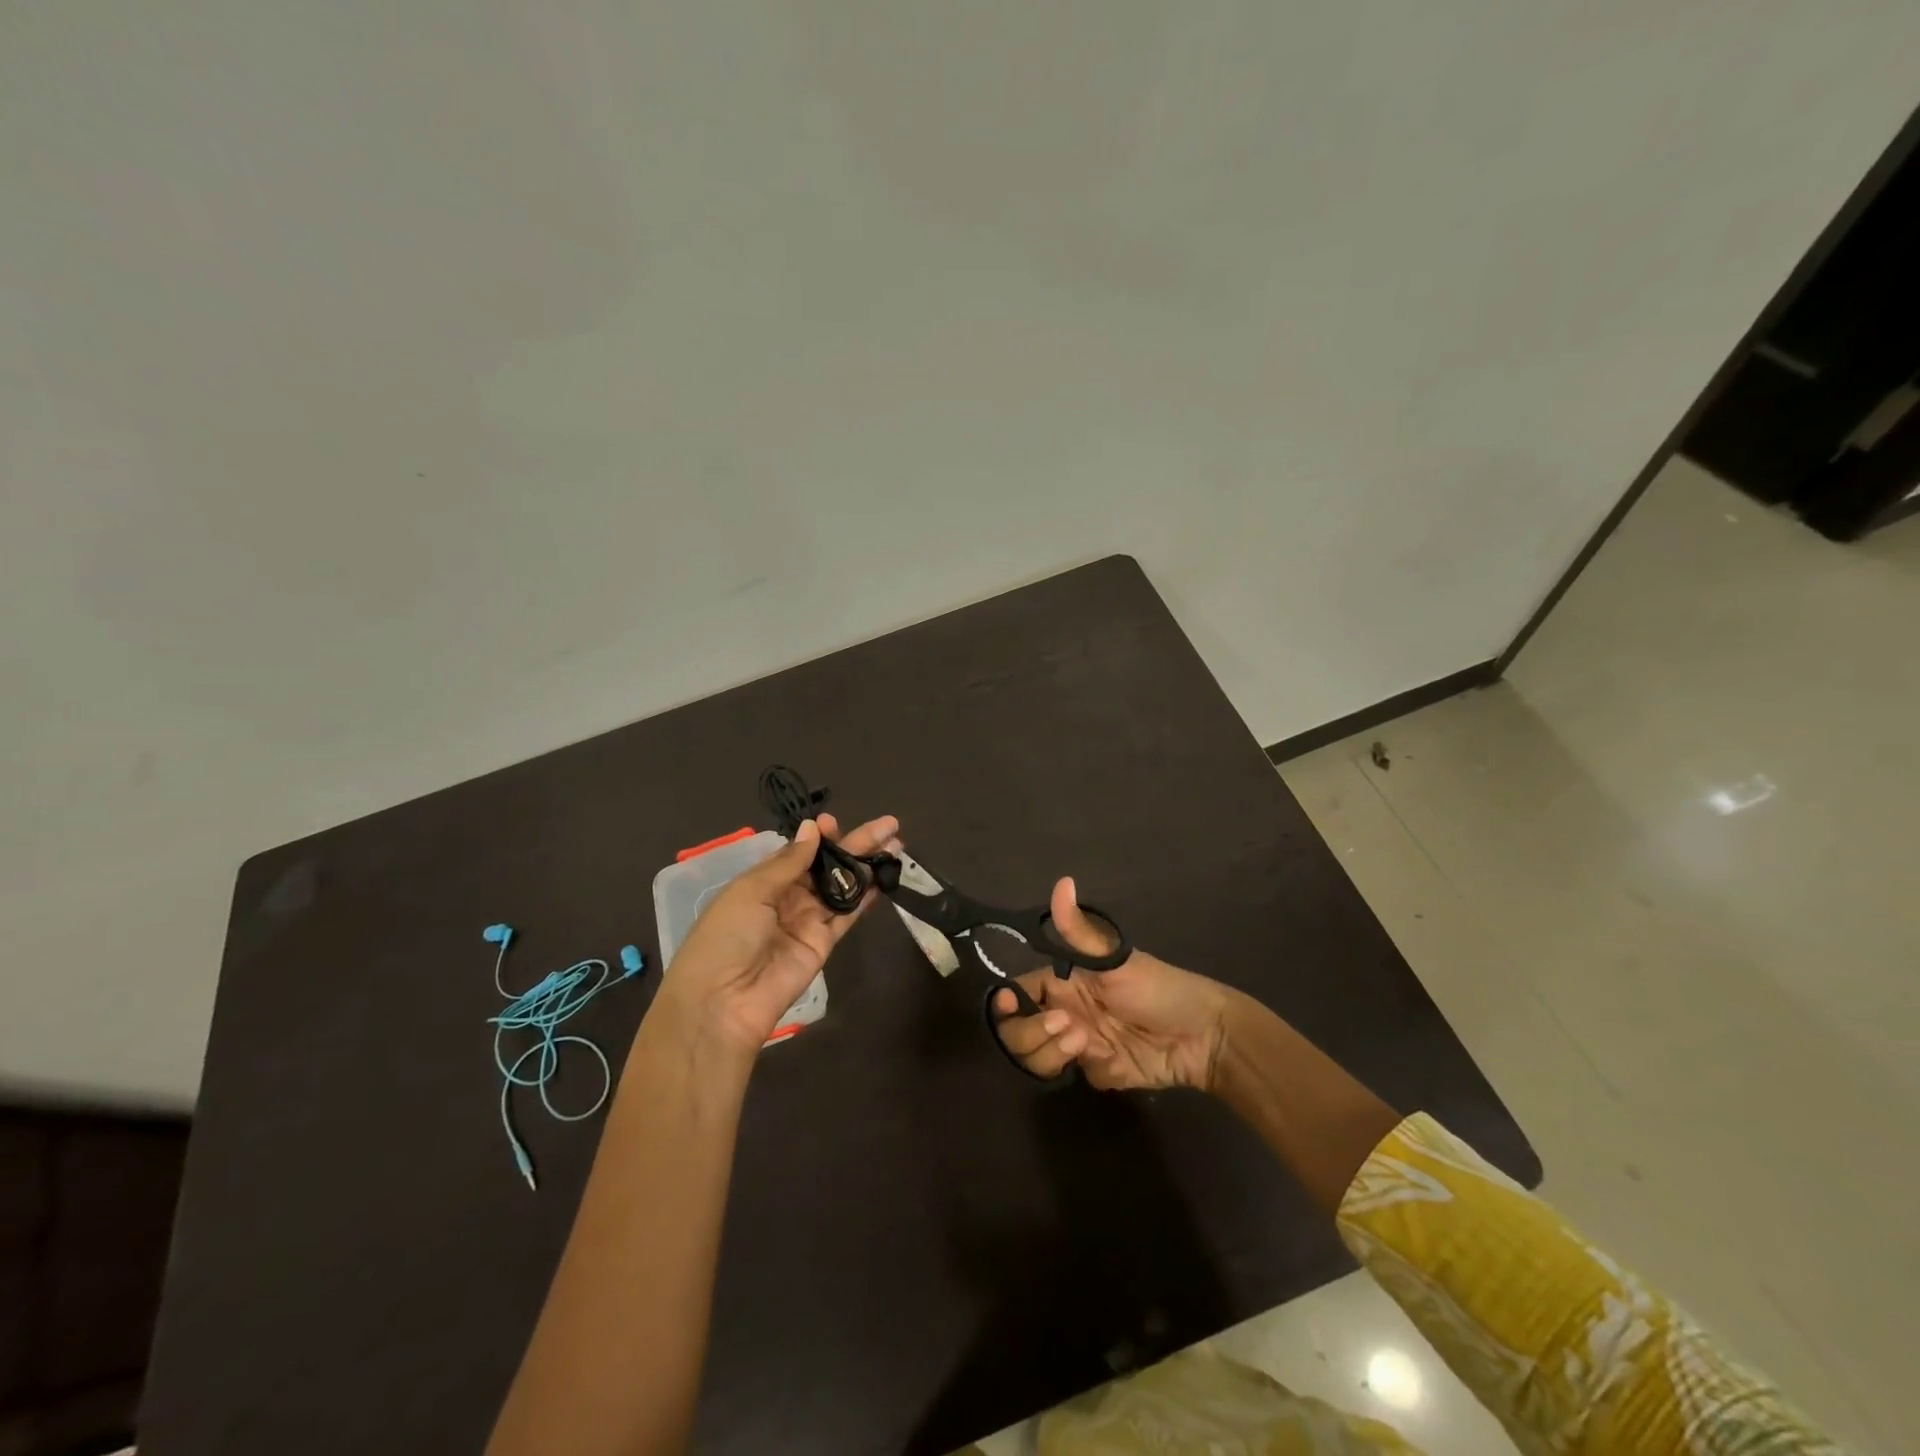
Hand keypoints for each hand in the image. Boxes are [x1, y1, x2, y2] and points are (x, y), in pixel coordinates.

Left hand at [660, 812, 898, 1057]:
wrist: (724, 1001)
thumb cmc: (726, 936)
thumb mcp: (751, 891)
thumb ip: (788, 862)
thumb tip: (813, 828)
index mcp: (763, 881)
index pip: (799, 852)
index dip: (819, 837)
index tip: (834, 823)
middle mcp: (788, 897)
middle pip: (827, 865)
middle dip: (856, 843)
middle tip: (889, 825)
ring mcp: (808, 920)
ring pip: (843, 886)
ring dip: (867, 865)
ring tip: (896, 844)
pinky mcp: (824, 942)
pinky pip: (848, 913)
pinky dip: (866, 895)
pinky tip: (884, 875)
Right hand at [991, 877, 1230, 1090]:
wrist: (1204, 1034)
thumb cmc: (1158, 987)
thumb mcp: (1115, 960)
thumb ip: (1079, 931)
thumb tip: (1063, 881)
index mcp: (1062, 982)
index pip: (1018, 993)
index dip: (1006, 1004)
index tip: (1010, 1007)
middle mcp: (1065, 1013)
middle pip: (1019, 1032)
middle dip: (1031, 1033)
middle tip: (1066, 1026)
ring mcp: (1082, 1045)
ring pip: (1040, 1060)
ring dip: (1054, 1053)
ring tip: (1087, 1043)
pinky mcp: (1101, 1071)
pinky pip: (1081, 1078)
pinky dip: (1097, 1070)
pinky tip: (1119, 1059)